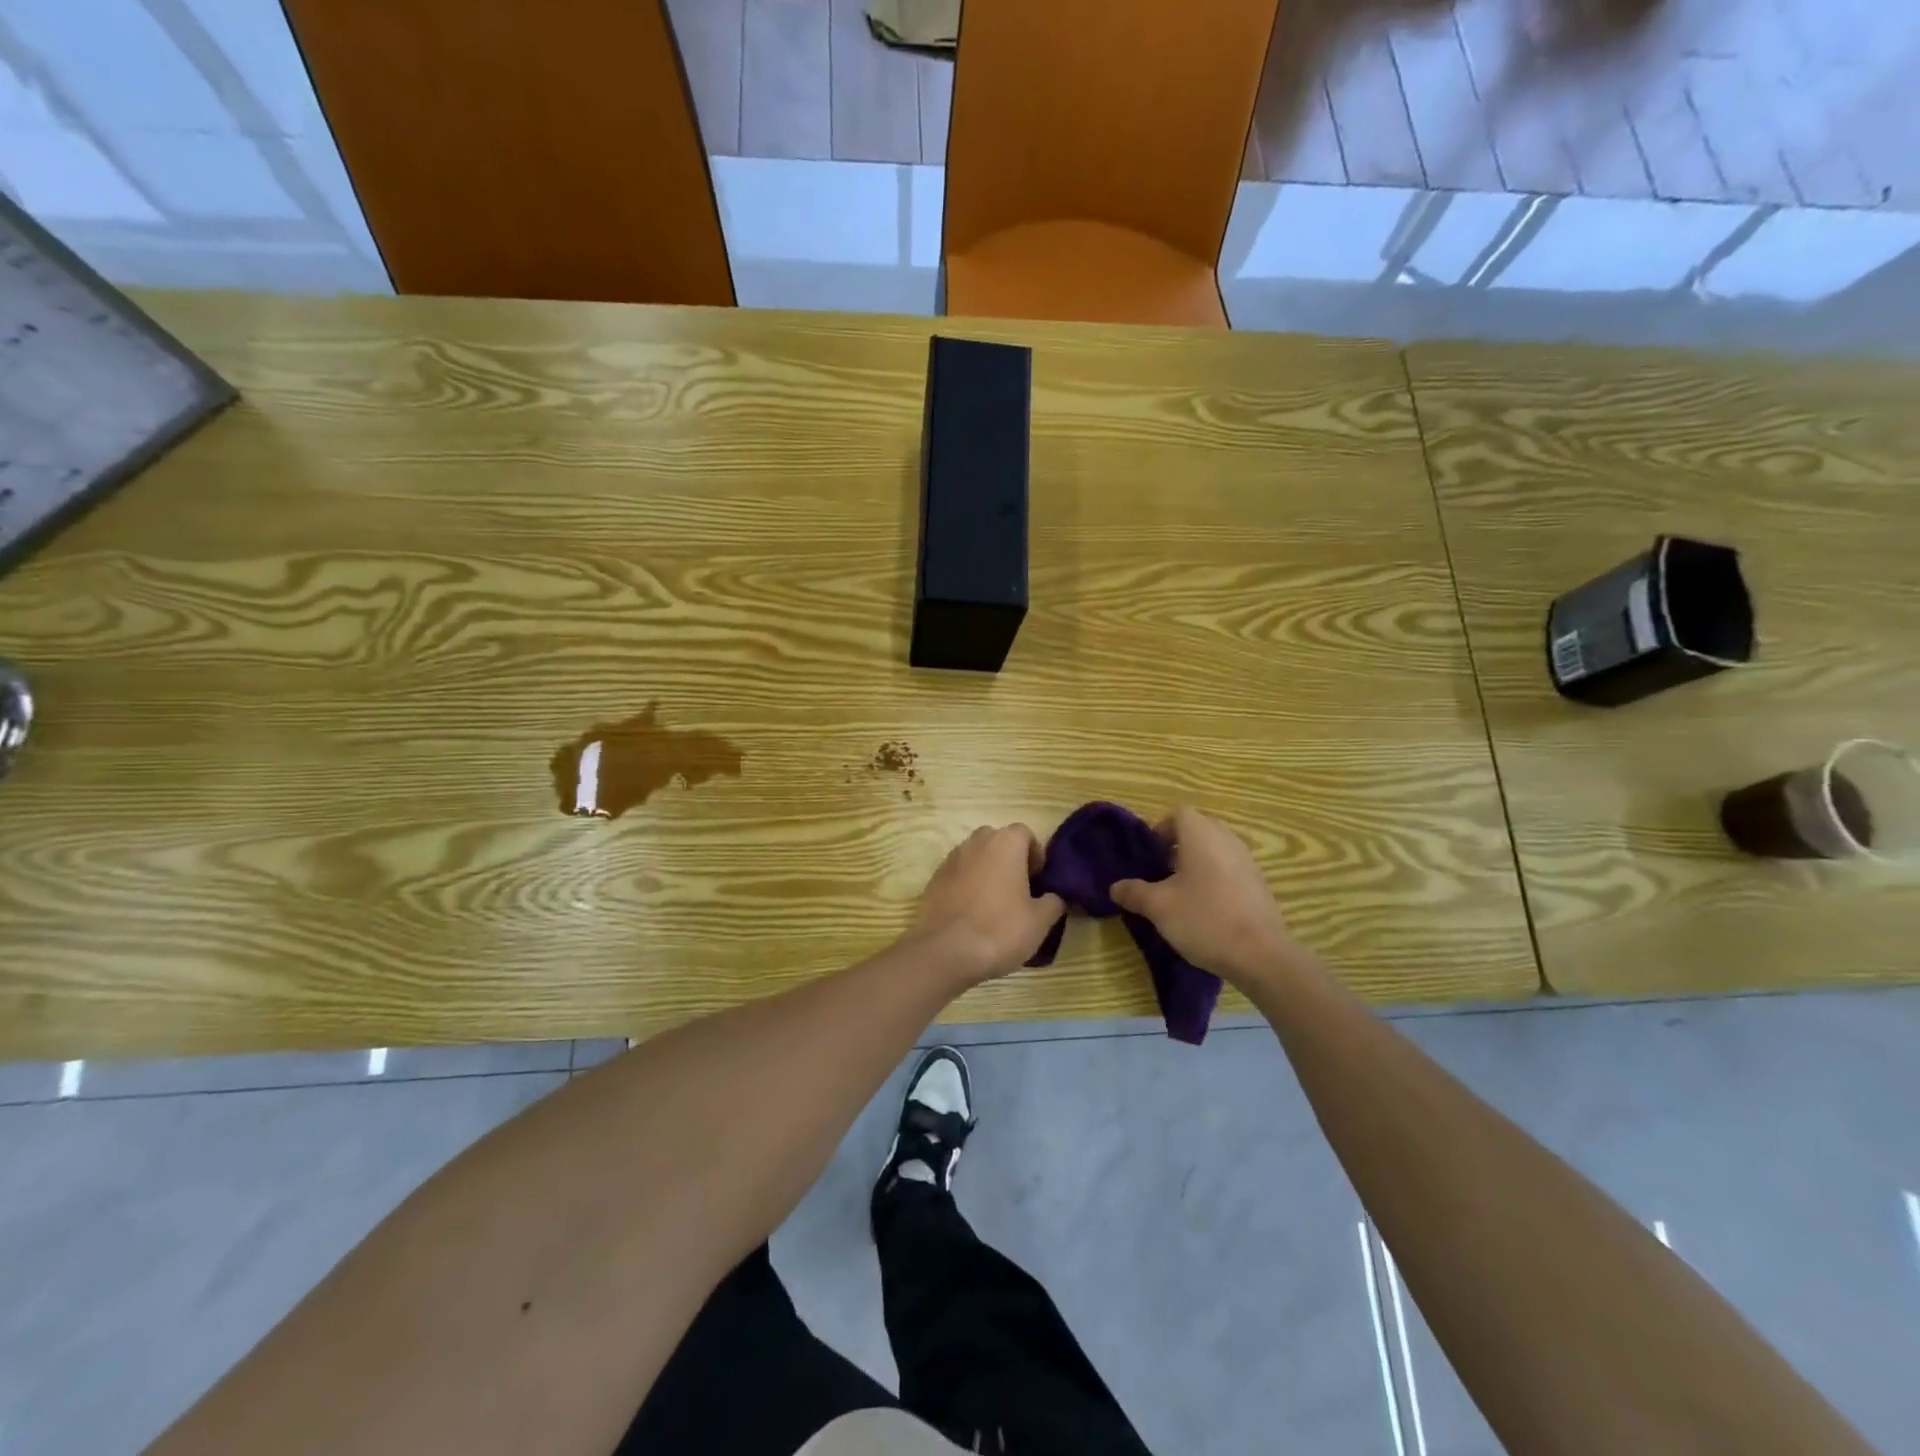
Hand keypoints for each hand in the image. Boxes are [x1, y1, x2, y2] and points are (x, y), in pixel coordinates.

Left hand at [912, 825, 1065, 985]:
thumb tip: (1054, 897)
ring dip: (987, 870)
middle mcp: (976, 842)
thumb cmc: (1000, 929)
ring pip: (975, 856)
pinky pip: (957, 874)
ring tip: (994, 902)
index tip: (1038, 880)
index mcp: (1005, 843)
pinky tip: (972, 912)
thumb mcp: (1040, 921)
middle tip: (1019, 889)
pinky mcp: (933, 879)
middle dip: (1009, 859)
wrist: (946, 952)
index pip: (1025, 833)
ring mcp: (951, 859)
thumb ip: (1053, 901)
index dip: (1035, 854)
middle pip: (997, 840)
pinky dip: (966, 885)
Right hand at [1111, 807, 1295, 985]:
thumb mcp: (1159, 907)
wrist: (1262, 955)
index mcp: (1201, 835)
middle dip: (1177, 846)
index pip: (1179, 814)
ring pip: (1215, 849)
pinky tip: (1206, 908)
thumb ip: (1135, 892)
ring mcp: (1247, 861)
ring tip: (1181, 892)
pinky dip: (1214, 878)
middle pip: (1198, 829)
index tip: (1149, 855)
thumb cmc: (1204, 919)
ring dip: (1196, 863)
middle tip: (1161, 872)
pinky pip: (1230, 868)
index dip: (1160, 829)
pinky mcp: (1259, 883)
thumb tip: (1115, 887)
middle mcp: (1226, 839)